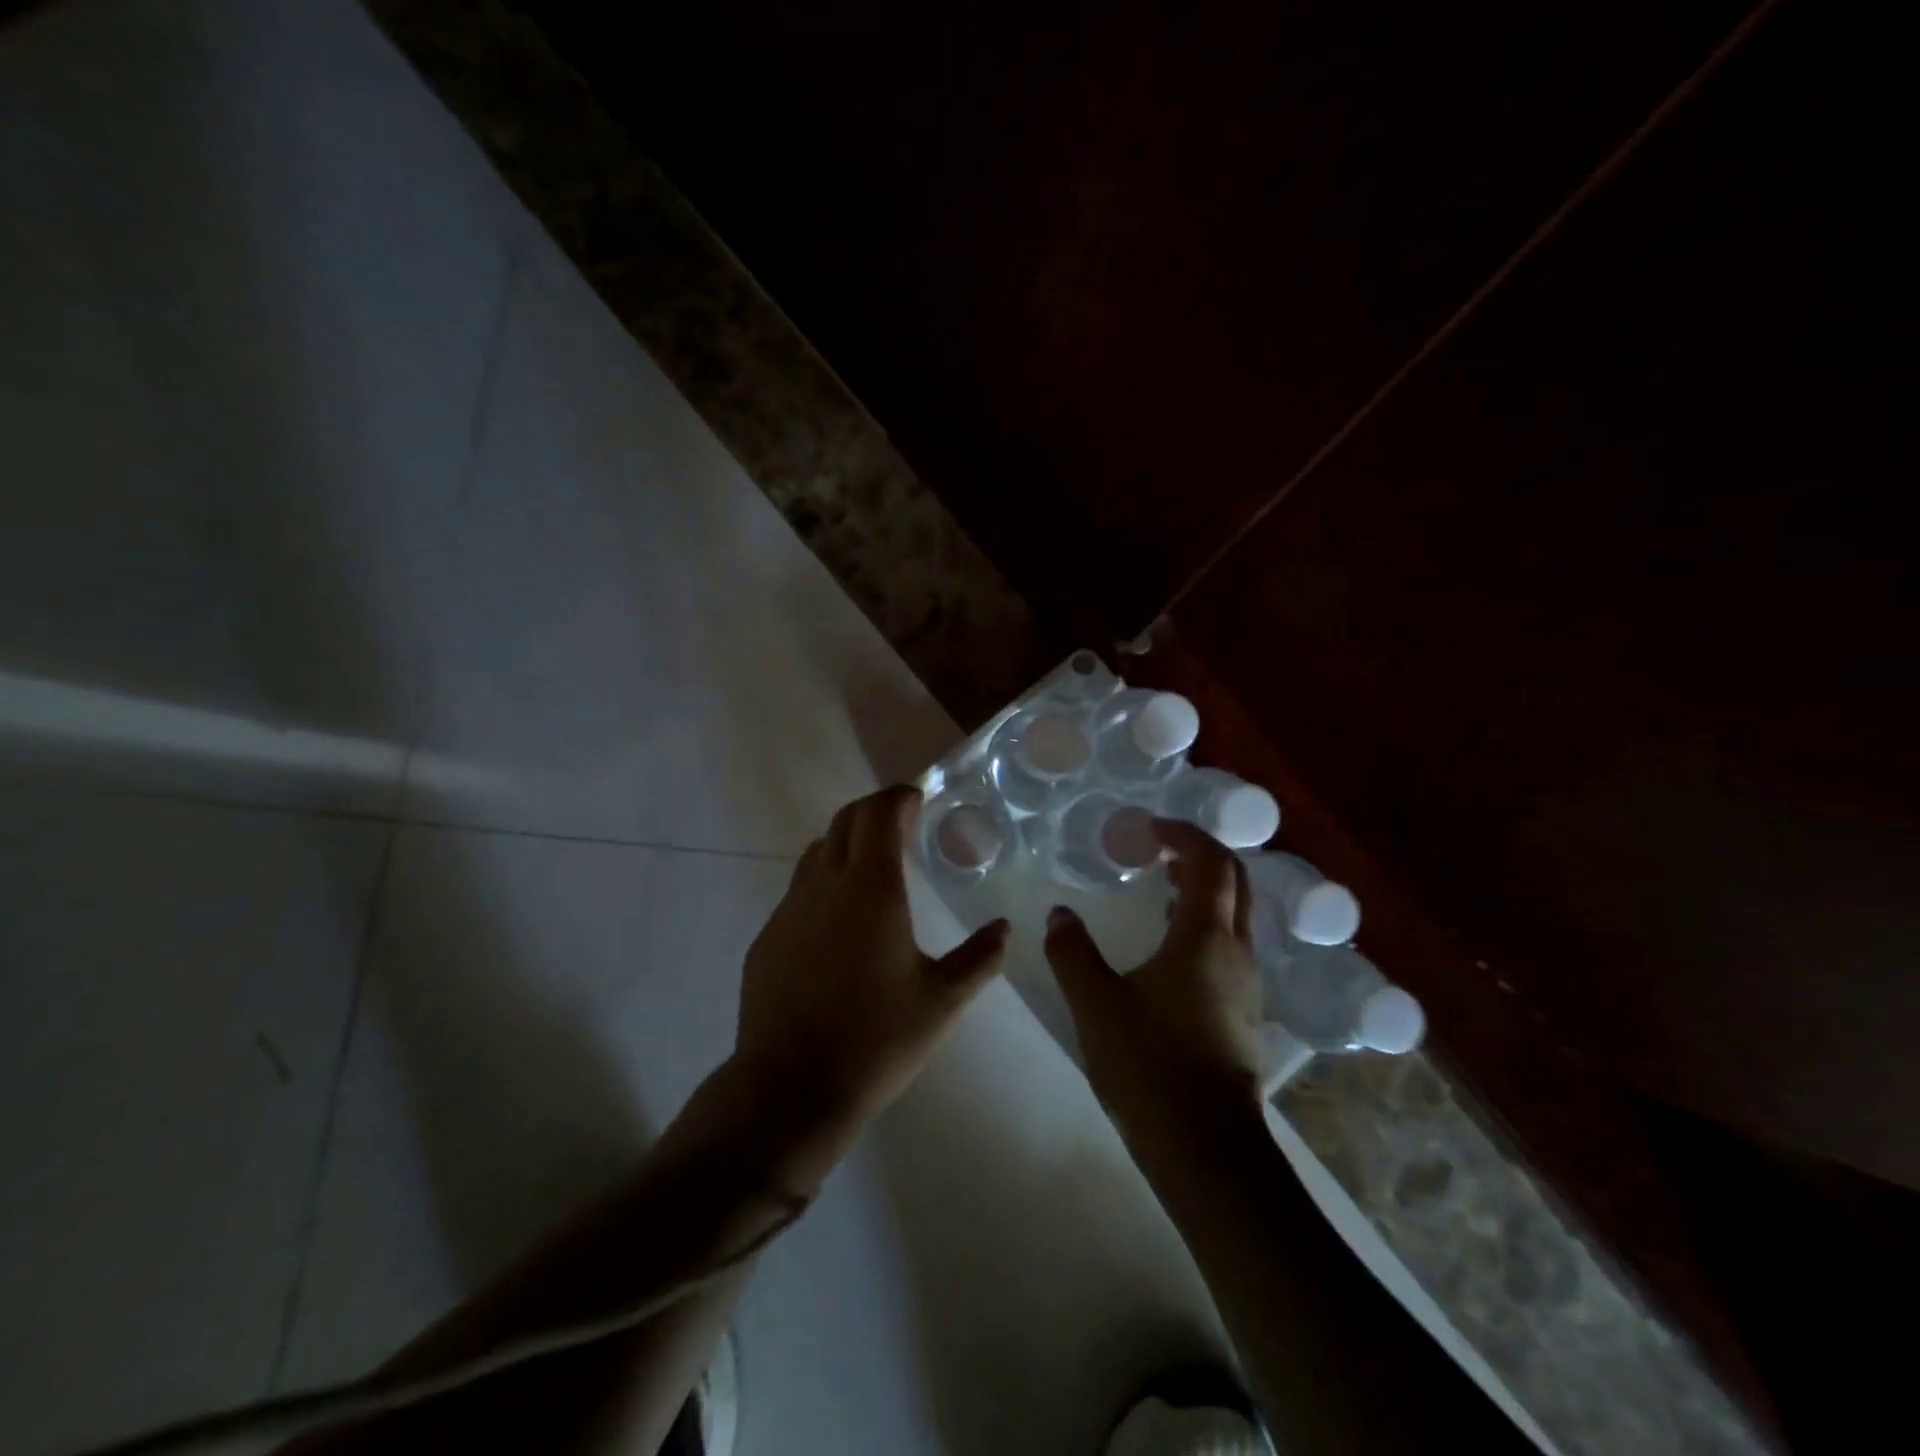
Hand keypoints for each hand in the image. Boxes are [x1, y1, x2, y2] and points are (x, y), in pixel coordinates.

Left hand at [730, 785, 1009, 1189]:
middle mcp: (825, 885)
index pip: (880, 813)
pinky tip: (841, 924)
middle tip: (903, 825)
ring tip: (874, 867)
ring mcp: (789, 910)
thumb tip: (1005, 929)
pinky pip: (800, 890)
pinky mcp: (768, 937)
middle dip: (875, 810)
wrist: (789, 1088)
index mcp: (871, 888)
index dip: (900, 796)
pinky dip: (825, 882)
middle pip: (846, 820)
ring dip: (848, 843)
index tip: (919, 799)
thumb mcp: (943, 1002)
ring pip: (818, 851)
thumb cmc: (875, 1040)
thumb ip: (979, 959)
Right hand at [1043, 819, 1266, 1155]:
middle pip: (1234, 880)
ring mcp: (1246, 982)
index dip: (1182, 834)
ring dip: (1204, 888)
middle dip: (1200, 854)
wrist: (1206, 1148)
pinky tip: (1169, 943)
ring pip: (1235, 914)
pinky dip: (1204, 922)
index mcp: (1205, 937)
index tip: (1149, 827)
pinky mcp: (1243, 1010)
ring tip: (1161, 885)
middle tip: (1158, 847)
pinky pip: (1229, 944)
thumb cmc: (1150, 1065)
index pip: (1209, 861)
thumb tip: (1060, 916)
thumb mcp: (1096, 1003)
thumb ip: (1073, 952)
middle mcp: (1236, 950)